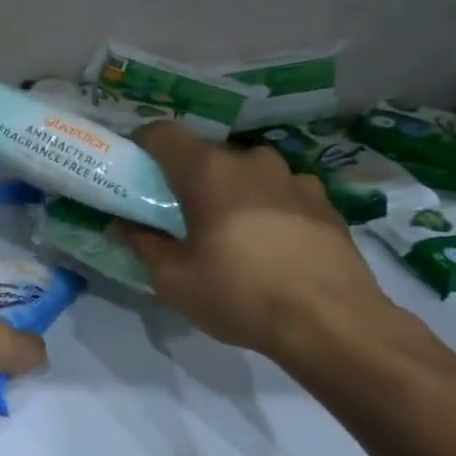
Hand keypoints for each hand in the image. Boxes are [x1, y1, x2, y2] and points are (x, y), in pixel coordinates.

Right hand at [112, 122, 392, 359]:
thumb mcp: (173, 279)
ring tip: (229, 233)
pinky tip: (269, 245)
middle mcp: (251, 161)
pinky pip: (281, 193)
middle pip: (206, 155)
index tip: (133, 171)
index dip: (141, 145)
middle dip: (186, 178)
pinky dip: (266, 208)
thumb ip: (143, 243)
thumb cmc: (239, 294)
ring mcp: (293, 178)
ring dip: (230, 192)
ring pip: (246, 173)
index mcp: (208, 171)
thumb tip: (122, 225)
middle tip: (177, 214)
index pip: (162, 133)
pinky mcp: (324, 202)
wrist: (332, 322)